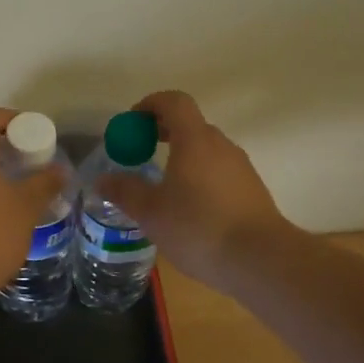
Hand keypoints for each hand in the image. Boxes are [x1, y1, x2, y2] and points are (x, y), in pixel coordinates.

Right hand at [97, 91, 292, 290]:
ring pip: (206, 150)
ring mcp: (241, 167)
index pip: (174, 102)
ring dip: (182, 157)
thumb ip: (125, 192)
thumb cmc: (199, 228)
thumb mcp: (151, 213)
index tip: (132, 123)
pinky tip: (189, 209)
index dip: (150, 104)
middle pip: (190, 124)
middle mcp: (221, 146)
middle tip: (140, 153)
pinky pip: (219, 171)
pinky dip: (200, 177)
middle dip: (163, 132)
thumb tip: (103, 180)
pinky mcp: (252, 190)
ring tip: (162, 186)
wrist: (260, 260)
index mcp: (194, 140)